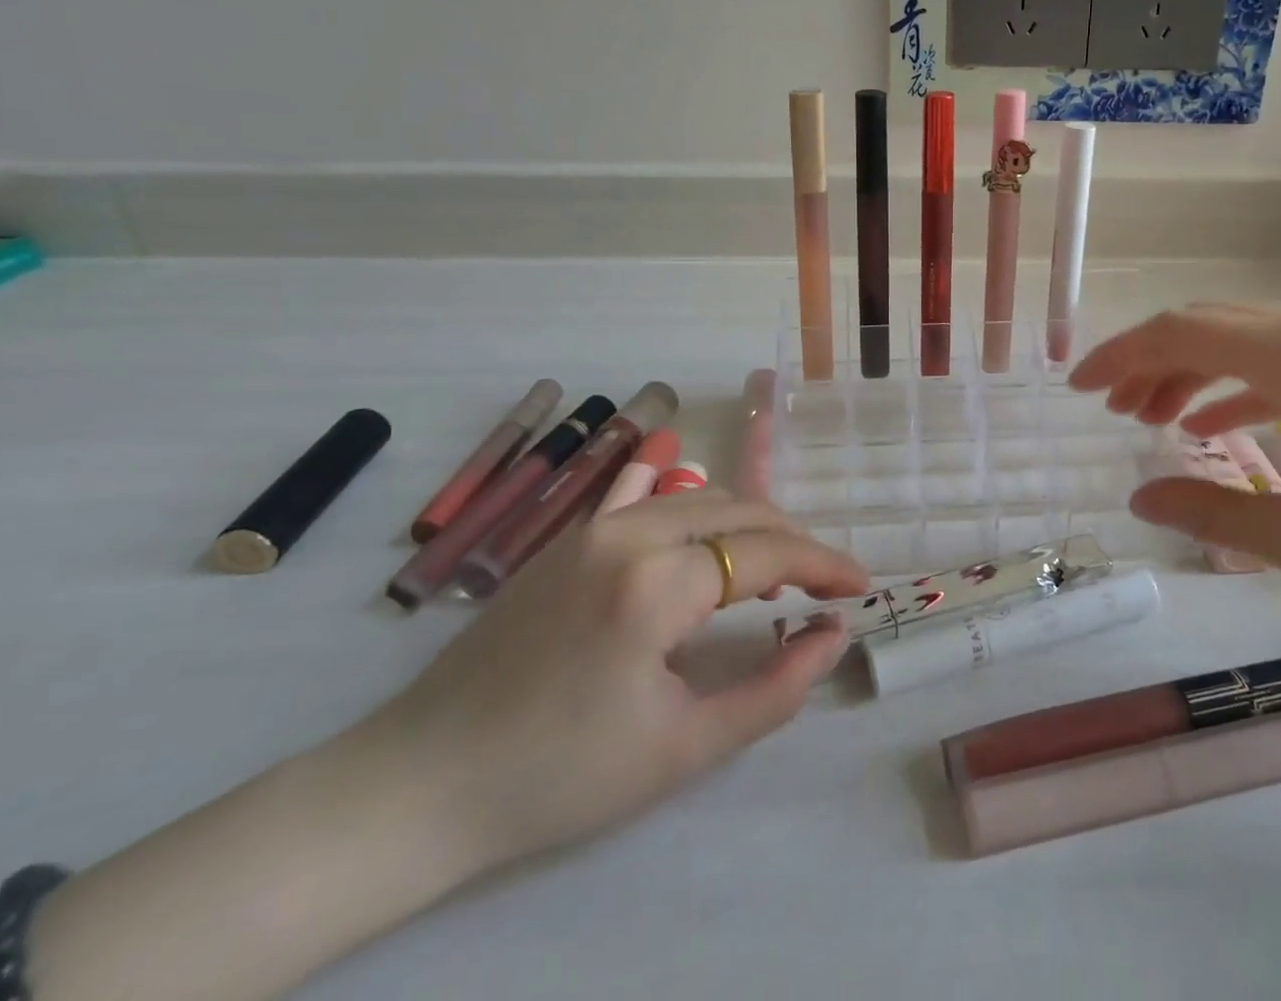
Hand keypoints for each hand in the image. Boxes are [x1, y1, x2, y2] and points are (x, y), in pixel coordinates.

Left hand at [358, 492, 868, 873]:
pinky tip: (701, 519)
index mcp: (656, 583)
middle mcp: (629, 532)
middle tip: (823, 584)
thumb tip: (833, 636)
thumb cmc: (558, 776)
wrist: (419, 783)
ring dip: (748, 523)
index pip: (767, 552)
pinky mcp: (569, 537)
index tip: (861, 587)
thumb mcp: (682, 749)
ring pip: (699, 498)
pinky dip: (690, 502)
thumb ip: (773, 689)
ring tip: (774, 565)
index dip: (823, 565)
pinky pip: (645, 496)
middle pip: (739, 511)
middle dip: (793, 541)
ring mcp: (592, 527)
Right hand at [1070, 304, 1280, 628]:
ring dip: (1192, 372)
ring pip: (1247, 341)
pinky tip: (1218, 422)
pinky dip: (1241, 385)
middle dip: (1149, 362)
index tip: (1077, 387)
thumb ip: (1208, 511)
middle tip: (1108, 406)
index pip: (1181, 333)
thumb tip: (1140, 496)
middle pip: (1209, 326)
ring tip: (1150, 415)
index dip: (1120, 356)